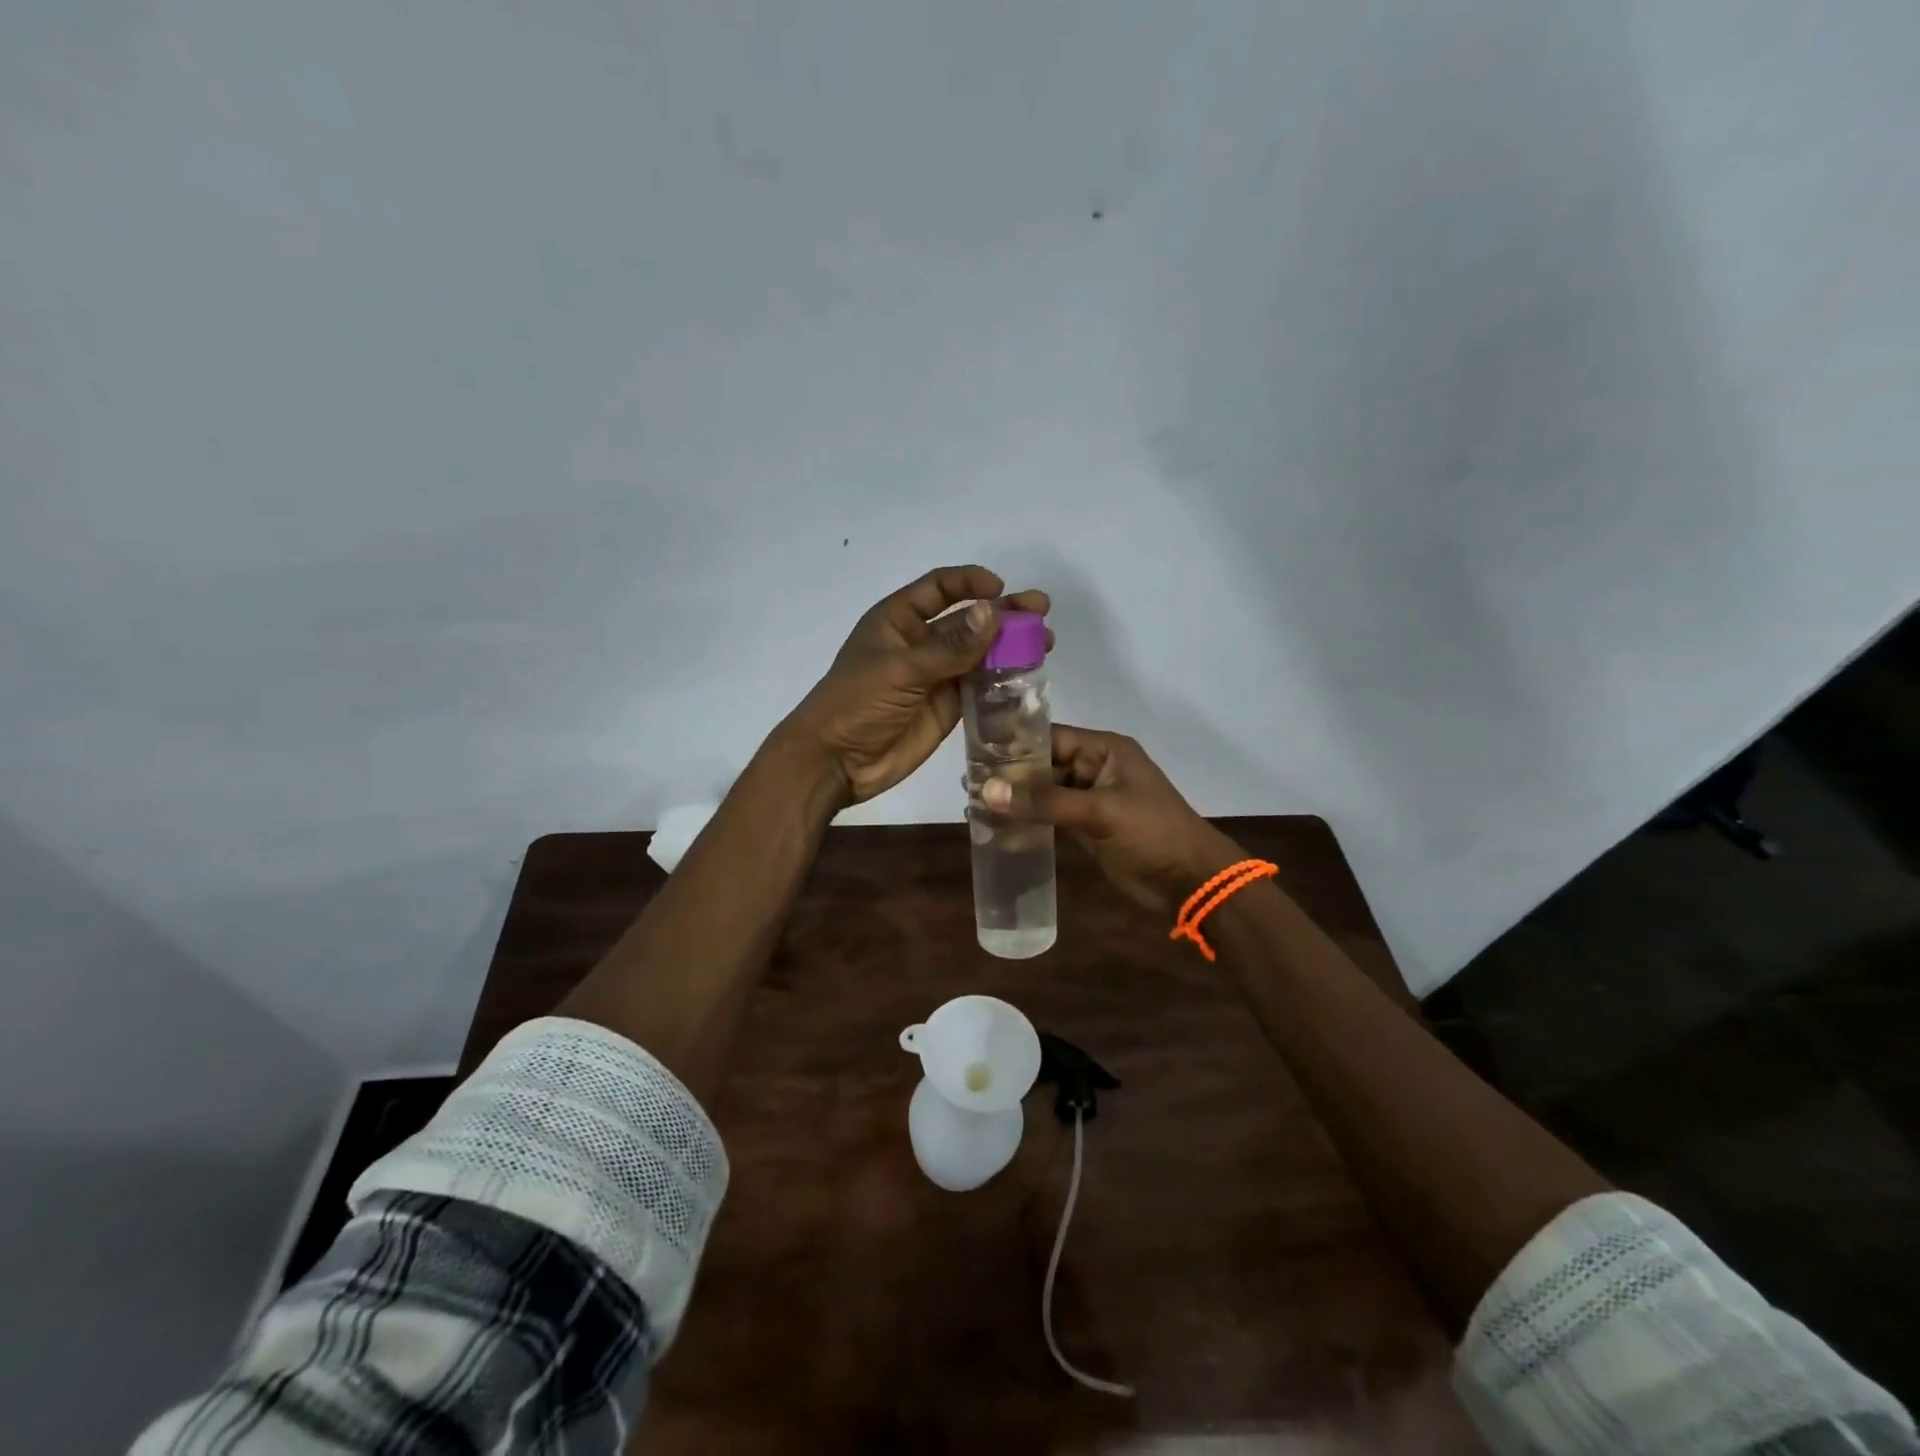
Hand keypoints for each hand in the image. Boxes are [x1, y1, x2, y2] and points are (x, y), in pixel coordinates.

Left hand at [778, 566, 1051, 807]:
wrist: (836, 762)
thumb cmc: (856, 704)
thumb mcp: (901, 670)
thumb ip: (950, 647)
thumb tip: (993, 612)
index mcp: (898, 620)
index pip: (939, 588)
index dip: (970, 582)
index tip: (1000, 588)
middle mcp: (920, 643)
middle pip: (968, 620)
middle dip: (1003, 613)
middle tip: (1041, 612)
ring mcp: (936, 676)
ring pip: (980, 653)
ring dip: (1011, 647)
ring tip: (1045, 643)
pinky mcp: (947, 707)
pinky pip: (980, 686)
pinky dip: (1004, 680)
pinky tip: (1030, 676)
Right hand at [983, 726, 1240, 915]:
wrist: (1190, 882)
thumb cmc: (1151, 833)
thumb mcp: (1098, 811)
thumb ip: (1043, 801)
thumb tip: (986, 790)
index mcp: (1104, 750)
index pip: (1050, 737)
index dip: (1013, 744)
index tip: (974, 752)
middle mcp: (1094, 768)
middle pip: (1043, 765)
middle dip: (1008, 775)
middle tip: (965, 783)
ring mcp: (1089, 799)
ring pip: (1043, 793)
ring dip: (1015, 800)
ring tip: (971, 805)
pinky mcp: (1086, 828)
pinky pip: (1049, 818)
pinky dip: (1027, 822)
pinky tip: (996, 828)